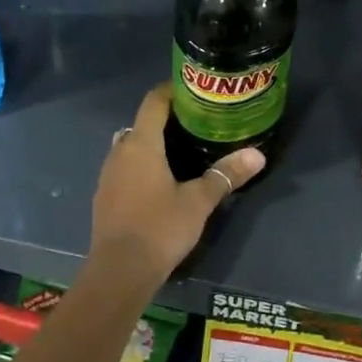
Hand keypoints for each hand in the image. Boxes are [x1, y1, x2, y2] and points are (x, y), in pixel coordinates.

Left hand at [89, 84, 264, 285]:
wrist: (119, 271)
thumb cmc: (160, 228)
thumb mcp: (198, 201)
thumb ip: (225, 175)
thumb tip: (257, 154)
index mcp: (141, 144)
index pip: (153, 102)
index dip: (171, 91)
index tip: (193, 89)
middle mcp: (120, 152)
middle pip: (142, 124)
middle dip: (166, 120)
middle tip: (196, 124)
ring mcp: (108, 175)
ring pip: (131, 147)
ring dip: (152, 145)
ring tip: (182, 151)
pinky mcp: (104, 197)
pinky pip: (124, 169)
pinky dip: (141, 166)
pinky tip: (160, 183)